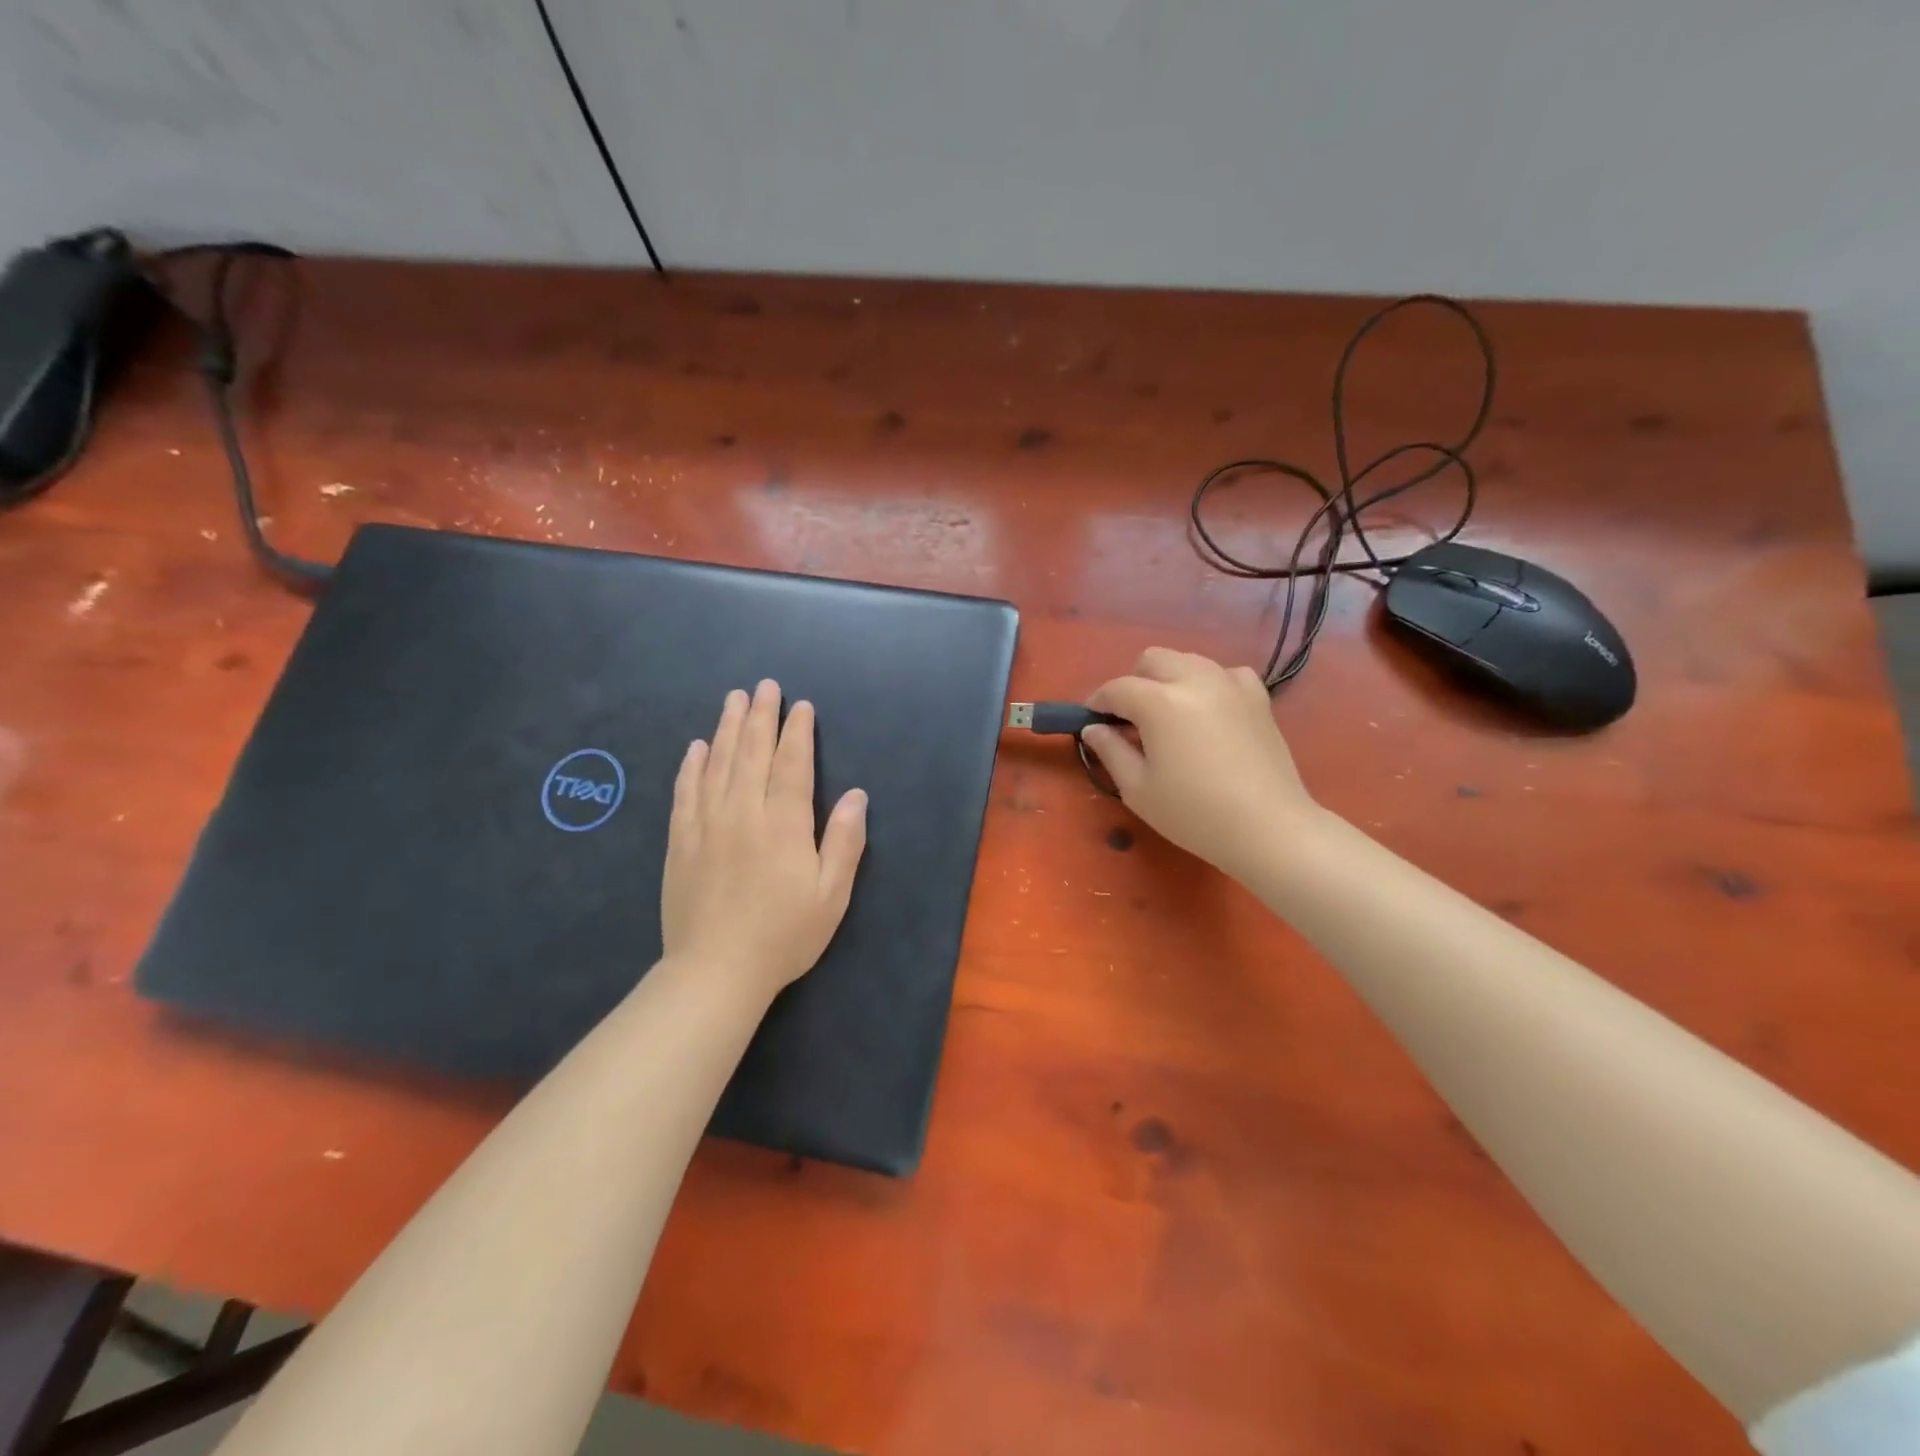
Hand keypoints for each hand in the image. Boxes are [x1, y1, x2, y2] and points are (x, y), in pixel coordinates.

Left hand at [661, 680, 867, 1000]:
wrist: (715, 972)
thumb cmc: (784, 935)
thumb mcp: (831, 895)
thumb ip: (844, 841)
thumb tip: (856, 795)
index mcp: (783, 824)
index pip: (792, 765)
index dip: (797, 732)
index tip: (800, 706)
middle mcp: (742, 813)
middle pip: (752, 753)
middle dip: (761, 716)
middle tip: (764, 686)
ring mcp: (706, 825)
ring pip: (718, 764)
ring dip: (727, 728)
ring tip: (733, 700)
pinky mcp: (681, 842)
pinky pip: (686, 792)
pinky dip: (692, 765)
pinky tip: (697, 747)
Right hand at [1081, 649, 1317, 878]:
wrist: (1268, 828)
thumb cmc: (1193, 813)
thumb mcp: (1138, 788)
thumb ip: (1110, 751)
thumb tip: (1094, 729)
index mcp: (1160, 702)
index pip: (1117, 688)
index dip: (1098, 702)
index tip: (1091, 720)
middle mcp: (1195, 680)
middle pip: (1153, 659)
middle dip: (1134, 682)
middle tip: (1131, 719)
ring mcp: (1230, 684)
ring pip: (1188, 660)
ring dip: (1169, 679)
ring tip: (1169, 716)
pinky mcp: (1258, 697)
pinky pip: (1225, 673)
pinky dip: (1209, 684)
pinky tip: (1208, 712)